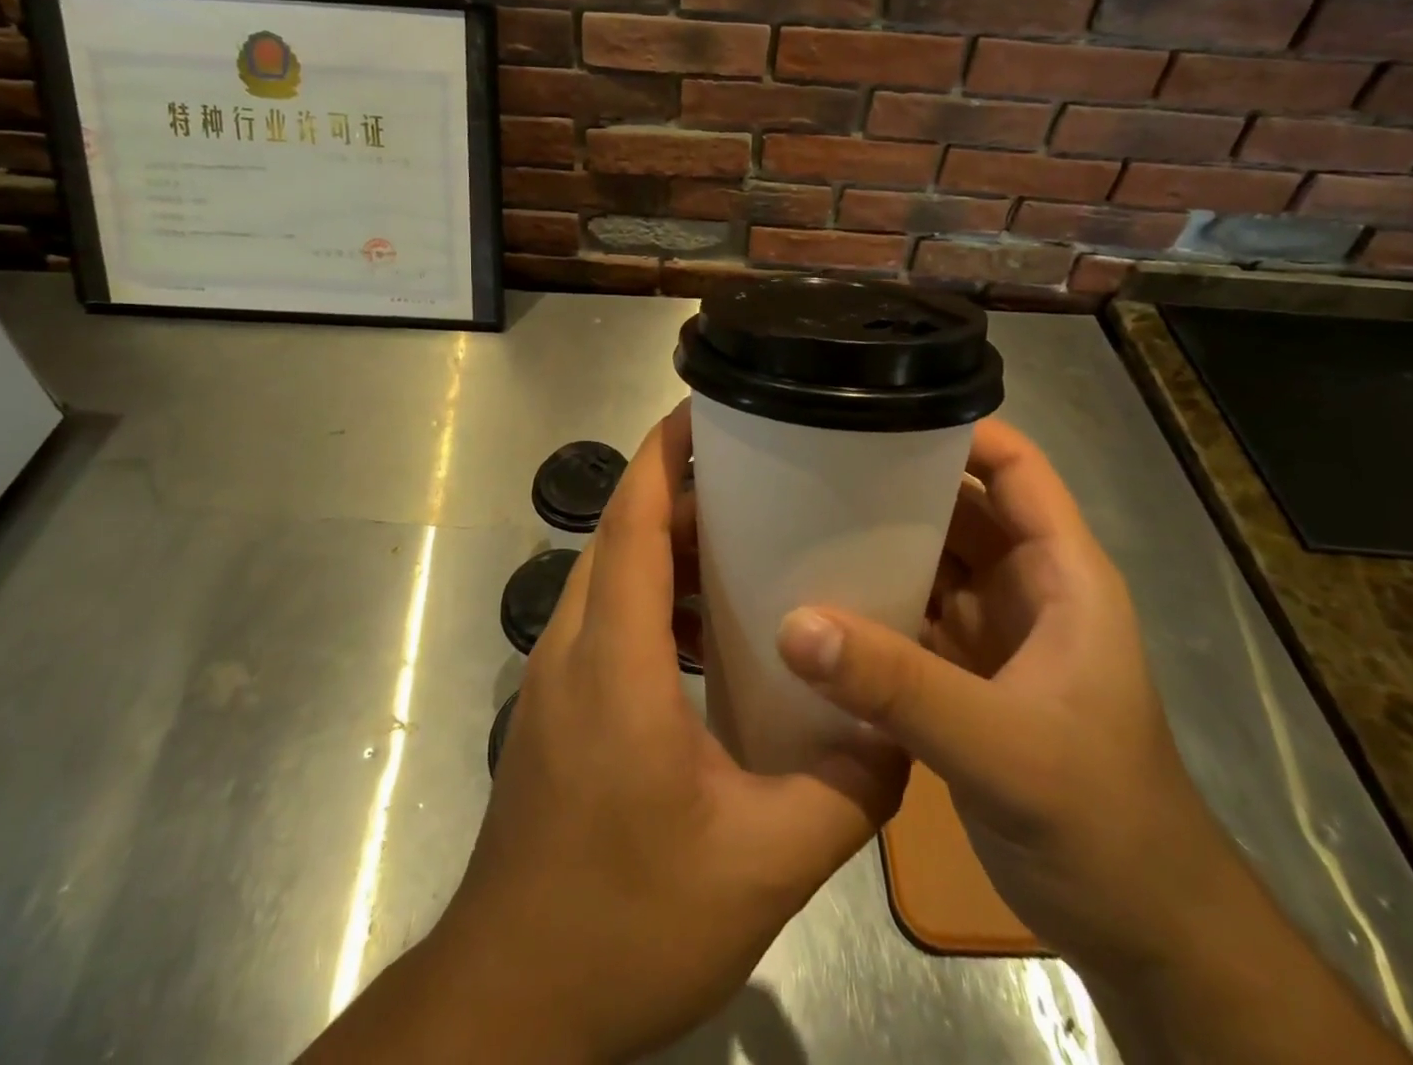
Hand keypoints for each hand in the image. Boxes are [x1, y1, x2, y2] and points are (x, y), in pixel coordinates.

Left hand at [310, 403, 906, 1064]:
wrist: (511, 1004)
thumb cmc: (626, 923)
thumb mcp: (760, 865)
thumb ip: (843, 793)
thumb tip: (902, 735)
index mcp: (615, 659)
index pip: (630, 520)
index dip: (664, 453)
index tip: (706, 408)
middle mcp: (573, 646)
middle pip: (622, 534)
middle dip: (683, 492)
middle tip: (759, 478)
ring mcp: (556, 676)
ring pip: (612, 575)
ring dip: (669, 547)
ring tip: (746, 544)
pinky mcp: (557, 706)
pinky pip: (608, 618)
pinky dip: (656, 599)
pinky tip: (711, 636)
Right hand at [774, 420, 1412, 1064]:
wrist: (1136, 929)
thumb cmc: (1101, 820)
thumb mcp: (1004, 748)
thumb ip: (901, 686)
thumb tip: (795, 624)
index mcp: (1061, 574)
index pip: (1016, 468)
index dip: (959, 429)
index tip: (879, 411)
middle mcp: (1024, 587)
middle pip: (958, 505)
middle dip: (896, 479)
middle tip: (812, 460)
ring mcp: (992, 631)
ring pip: (929, 558)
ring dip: (876, 538)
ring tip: (799, 511)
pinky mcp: (962, 673)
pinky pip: (908, 611)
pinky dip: (869, 597)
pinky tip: (814, 592)